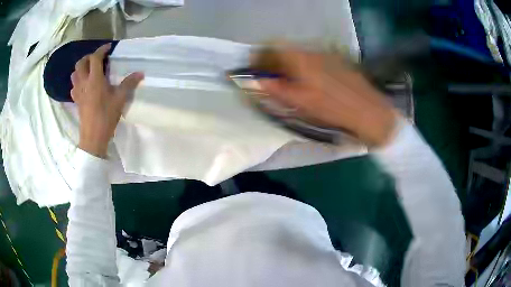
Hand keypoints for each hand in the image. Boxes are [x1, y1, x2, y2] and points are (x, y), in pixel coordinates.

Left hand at [71, 43, 143, 157]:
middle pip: (81, 63)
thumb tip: (141, 73)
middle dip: (89, 57)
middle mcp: (84, 82)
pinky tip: (84, 85)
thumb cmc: (106, 116)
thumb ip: (129, 83)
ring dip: (81, 68)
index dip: (102, 50)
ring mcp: (78, 92)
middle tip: (97, 59)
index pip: (95, 58)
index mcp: (95, 79)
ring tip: (89, 70)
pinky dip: (78, 81)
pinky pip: (73, 86)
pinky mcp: (76, 101)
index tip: (108, 48)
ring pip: (74, 74)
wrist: (93, 136)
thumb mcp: (120, 99)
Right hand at [254, 47, 397, 146]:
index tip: (255, 69)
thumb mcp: (302, 103)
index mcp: (301, 59)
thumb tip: (257, 81)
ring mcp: (326, 54)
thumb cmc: (334, 109)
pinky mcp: (336, 60)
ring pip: (298, 53)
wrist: (369, 111)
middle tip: (271, 78)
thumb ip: (277, 89)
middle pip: (284, 49)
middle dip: (273, 61)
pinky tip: (310, 81)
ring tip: (290, 82)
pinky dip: (303, 66)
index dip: (259, 56)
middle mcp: (312, 51)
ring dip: (288, 64)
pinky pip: (312, 58)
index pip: (271, 47)